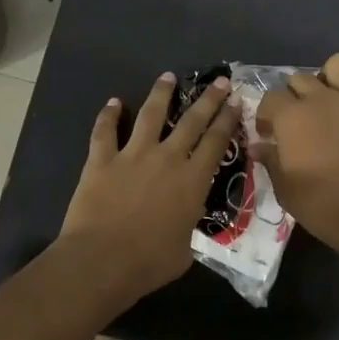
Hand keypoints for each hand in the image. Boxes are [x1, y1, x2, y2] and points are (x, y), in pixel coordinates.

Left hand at [60, 72, 239, 303]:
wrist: (101, 261)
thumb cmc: (149, 263)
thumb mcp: (185, 249)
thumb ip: (188, 226)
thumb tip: (184, 221)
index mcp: (193, 180)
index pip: (217, 142)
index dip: (228, 120)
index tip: (236, 102)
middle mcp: (167, 158)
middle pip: (192, 120)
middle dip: (208, 99)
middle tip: (220, 81)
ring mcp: (132, 155)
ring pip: (150, 114)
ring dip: (161, 93)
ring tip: (168, 76)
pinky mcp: (101, 160)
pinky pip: (104, 131)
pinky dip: (108, 115)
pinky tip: (113, 102)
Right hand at [254, 53, 338, 255]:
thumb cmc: (320, 204)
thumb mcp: (284, 188)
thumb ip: (271, 161)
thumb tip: (259, 147)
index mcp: (292, 116)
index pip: (269, 99)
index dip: (265, 116)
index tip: (267, 135)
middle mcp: (321, 100)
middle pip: (299, 79)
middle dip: (292, 96)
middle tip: (294, 122)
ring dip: (331, 77)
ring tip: (328, 101)